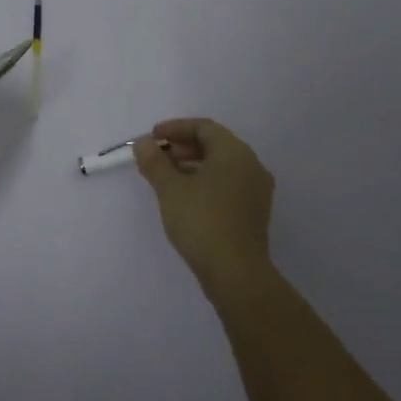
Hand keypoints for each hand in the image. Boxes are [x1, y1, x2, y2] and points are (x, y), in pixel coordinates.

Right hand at [133, 118, 275, 293]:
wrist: (236, 273)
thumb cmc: (201, 221)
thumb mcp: (170, 188)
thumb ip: (154, 161)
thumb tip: (144, 143)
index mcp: (234, 152)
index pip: (204, 127)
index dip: (175, 128)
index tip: (152, 137)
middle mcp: (251, 165)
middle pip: (215, 144)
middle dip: (183, 146)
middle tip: (158, 156)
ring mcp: (256, 190)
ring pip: (222, 165)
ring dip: (193, 164)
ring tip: (167, 177)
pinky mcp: (255, 212)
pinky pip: (228, 183)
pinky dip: (206, 181)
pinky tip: (186, 196)